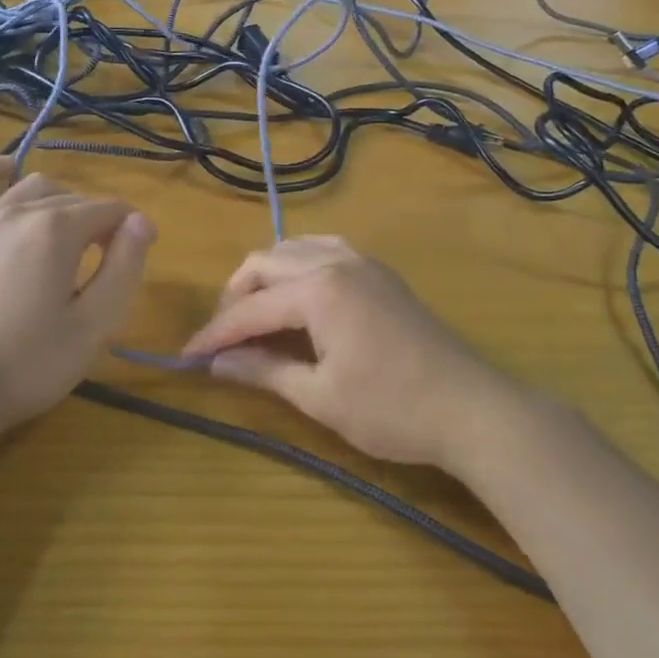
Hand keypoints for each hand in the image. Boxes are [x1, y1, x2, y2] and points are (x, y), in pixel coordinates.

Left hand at [0, 158, 155, 437]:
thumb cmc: (30, 365)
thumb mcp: (95, 324)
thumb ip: (125, 266)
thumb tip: (140, 222)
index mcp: (57, 230)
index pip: (110, 210)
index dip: (132, 230)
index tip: (137, 259)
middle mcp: (19, 212)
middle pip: (74, 199)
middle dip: (98, 222)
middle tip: (105, 266)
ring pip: (30, 188)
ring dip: (59, 203)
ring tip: (67, 238)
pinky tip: (4, 171)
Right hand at [181, 236, 511, 471]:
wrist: (471, 407)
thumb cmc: (392, 409)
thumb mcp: (321, 397)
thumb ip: (266, 371)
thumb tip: (218, 362)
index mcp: (319, 289)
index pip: (251, 307)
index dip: (216, 332)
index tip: (188, 355)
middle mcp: (336, 261)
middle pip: (266, 263)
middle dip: (236, 297)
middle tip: (223, 338)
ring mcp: (362, 261)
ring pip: (295, 248)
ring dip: (267, 275)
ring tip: (255, 314)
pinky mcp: (380, 271)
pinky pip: (326, 249)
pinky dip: (300, 264)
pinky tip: (298, 293)